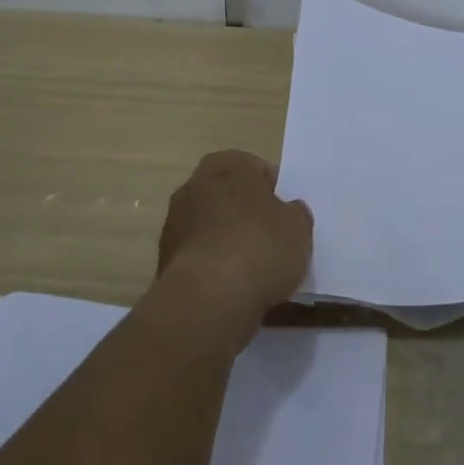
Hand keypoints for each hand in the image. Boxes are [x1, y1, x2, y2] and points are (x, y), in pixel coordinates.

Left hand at [157, 150, 311, 345]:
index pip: (254, 167)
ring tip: (253, 267)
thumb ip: (295, 213)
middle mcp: (195, 186)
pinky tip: (233, 285)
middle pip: (228, 194)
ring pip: (210, 225)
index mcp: (228, 166)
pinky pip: (199, 254)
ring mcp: (175, 223)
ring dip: (227, 239)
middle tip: (270, 236)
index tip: (284, 212)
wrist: (208, 298)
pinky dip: (213, 265)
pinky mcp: (164, 260)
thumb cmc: (260, 247)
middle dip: (245, 212)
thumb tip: (288, 211)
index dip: (272, 189)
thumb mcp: (299, 227)